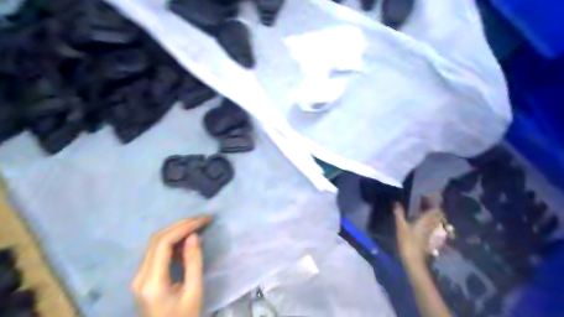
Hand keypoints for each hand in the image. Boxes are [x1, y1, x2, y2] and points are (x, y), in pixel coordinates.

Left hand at [132, 216, 211, 316]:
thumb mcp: (194, 291)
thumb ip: (193, 262)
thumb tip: (194, 236)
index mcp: (152, 282)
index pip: (164, 243)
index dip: (184, 227)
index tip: (203, 221)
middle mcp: (140, 276)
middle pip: (157, 239)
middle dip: (181, 225)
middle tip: (202, 220)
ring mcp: (139, 277)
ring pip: (156, 243)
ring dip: (177, 231)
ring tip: (197, 226)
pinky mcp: (144, 278)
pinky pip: (157, 252)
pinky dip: (173, 242)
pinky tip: (187, 242)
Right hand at [393, 200, 447, 264]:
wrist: (414, 260)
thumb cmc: (407, 241)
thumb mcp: (400, 226)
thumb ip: (399, 213)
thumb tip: (396, 202)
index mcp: (426, 220)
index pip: (436, 209)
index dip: (432, 203)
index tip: (425, 199)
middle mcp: (433, 226)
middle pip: (439, 215)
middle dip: (435, 210)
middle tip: (425, 205)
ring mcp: (434, 234)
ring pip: (439, 223)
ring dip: (435, 217)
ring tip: (426, 215)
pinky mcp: (433, 241)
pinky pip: (437, 231)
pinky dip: (434, 226)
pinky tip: (427, 227)